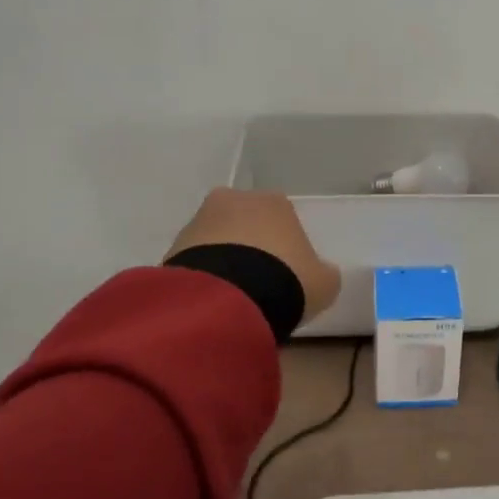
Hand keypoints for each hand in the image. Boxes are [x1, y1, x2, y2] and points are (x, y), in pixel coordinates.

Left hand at [167, 189, 341, 324]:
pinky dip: (205, 274)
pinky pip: (197, 259)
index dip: (285, 245)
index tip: (286, 272)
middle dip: (250, 246)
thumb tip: (321, 272)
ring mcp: (200, 220)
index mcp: (275, 202)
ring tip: (233, 295)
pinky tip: (214, 298)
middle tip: (258, 282)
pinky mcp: (174, 245)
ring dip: (224, 259)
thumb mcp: (324, 283)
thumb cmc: (286, 280)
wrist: (229, 298)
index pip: (283, 218)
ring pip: (217, 238)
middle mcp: (235, 200)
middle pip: (246, 222)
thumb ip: (323, 273)